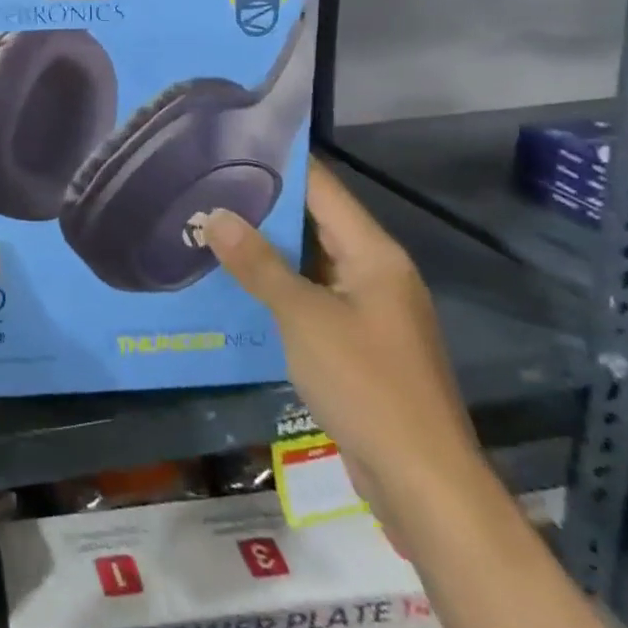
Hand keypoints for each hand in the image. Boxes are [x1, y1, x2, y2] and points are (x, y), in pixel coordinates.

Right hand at [201, 159, 481, 530]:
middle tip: (205, 187)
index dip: (280, 163)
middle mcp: (376, 273)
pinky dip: (279, 287)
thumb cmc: (366, 385)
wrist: (422, 482)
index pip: (323, 188)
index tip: (230, 145)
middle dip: (264, 207)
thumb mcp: (303, 318)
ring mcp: (370, 311)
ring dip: (267, 249)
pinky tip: (237, 285)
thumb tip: (216, 214)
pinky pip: (313, 298)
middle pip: (316, 222)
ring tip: (211, 228)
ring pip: (311, 262)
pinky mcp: (359, 344)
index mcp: (375, 255)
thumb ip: (258, 265)